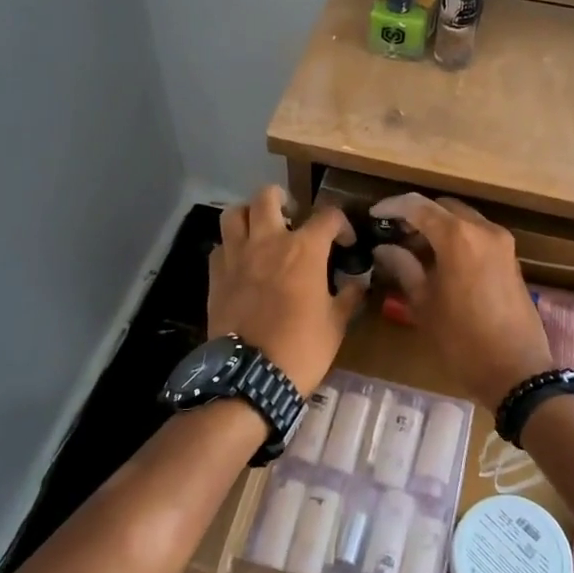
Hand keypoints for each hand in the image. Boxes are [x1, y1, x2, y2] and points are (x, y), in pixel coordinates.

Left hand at [209, 187, 363, 392]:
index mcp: (304, 249)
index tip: (345, 243)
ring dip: (249, 215)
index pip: (328, 215)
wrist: (250, 376)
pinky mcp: (216, 275)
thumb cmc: (302, 348)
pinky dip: (231, 247)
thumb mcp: (336, 324)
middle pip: (268, 196)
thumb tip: (358, 284)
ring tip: (260, 230)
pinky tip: (241, 262)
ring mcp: (237, 256)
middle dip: (283, 199)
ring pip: (235, 213)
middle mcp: (268, 241)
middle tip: (292, 216)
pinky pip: (220, 246)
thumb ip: (348, 297)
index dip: (341, 225)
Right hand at [368, 193, 555, 412]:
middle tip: (393, 234)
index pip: (418, 206)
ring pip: (463, 219)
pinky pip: (478, 234)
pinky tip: (440, 261)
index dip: (392, 206)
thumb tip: (384, 248)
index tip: (374, 214)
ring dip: (438, 226)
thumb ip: (403, 267)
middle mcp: (483, 229)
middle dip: (417, 215)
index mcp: (458, 237)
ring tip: (413, 250)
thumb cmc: (462, 340)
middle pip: (443, 207)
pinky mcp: (511, 258)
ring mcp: (502, 242)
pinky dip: (457, 237)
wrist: (517, 372)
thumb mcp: (424, 304)